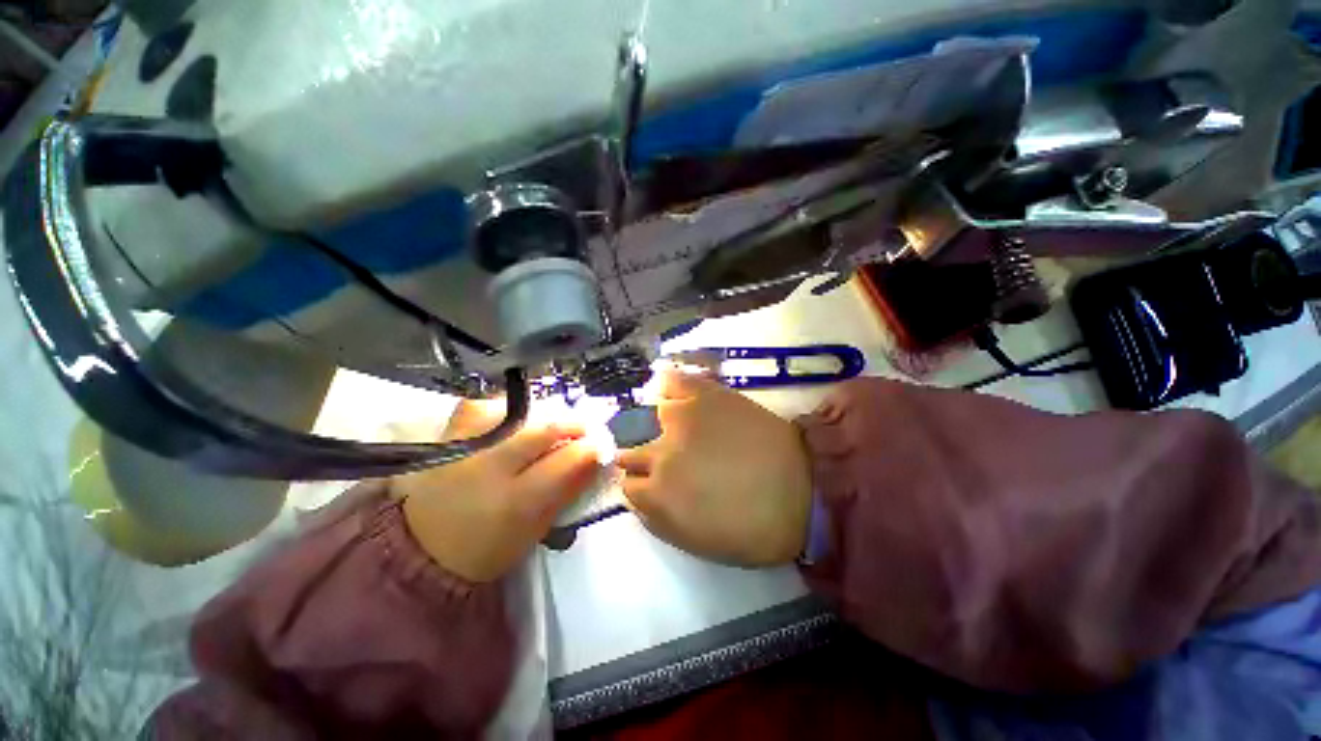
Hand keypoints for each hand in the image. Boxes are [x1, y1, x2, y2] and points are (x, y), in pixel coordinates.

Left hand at [395, 400, 599, 582]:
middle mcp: (488, 468)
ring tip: (553, 425)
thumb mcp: (535, 530)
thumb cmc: (487, 549)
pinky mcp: (447, 437)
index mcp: (515, 502)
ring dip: (544, 416)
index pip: (567, 462)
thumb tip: (596, 459)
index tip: (602, 445)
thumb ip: (568, 490)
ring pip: (516, 413)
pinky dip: (505, 408)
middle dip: (574, 426)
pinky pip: (482, 406)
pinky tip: (515, 418)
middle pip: (545, 431)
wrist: (422, 550)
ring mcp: (465, 447)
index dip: (591, 449)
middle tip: (586, 429)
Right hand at [616, 370, 811, 566]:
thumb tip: (639, 496)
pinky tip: (676, 395)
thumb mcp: (695, 541)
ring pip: (647, 416)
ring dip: (659, 425)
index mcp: (656, 496)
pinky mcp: (703, 394)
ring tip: (681, 428)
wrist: (802, 489)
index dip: (641, 484)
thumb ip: (656, 517)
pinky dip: (668, 386)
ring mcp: (679, 418)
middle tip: (671, 459)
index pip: (626, 484)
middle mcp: (658, 453)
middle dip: (644, 457)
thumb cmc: (752, 527)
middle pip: (631, 450)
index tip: (655, 483)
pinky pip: (670, 381)